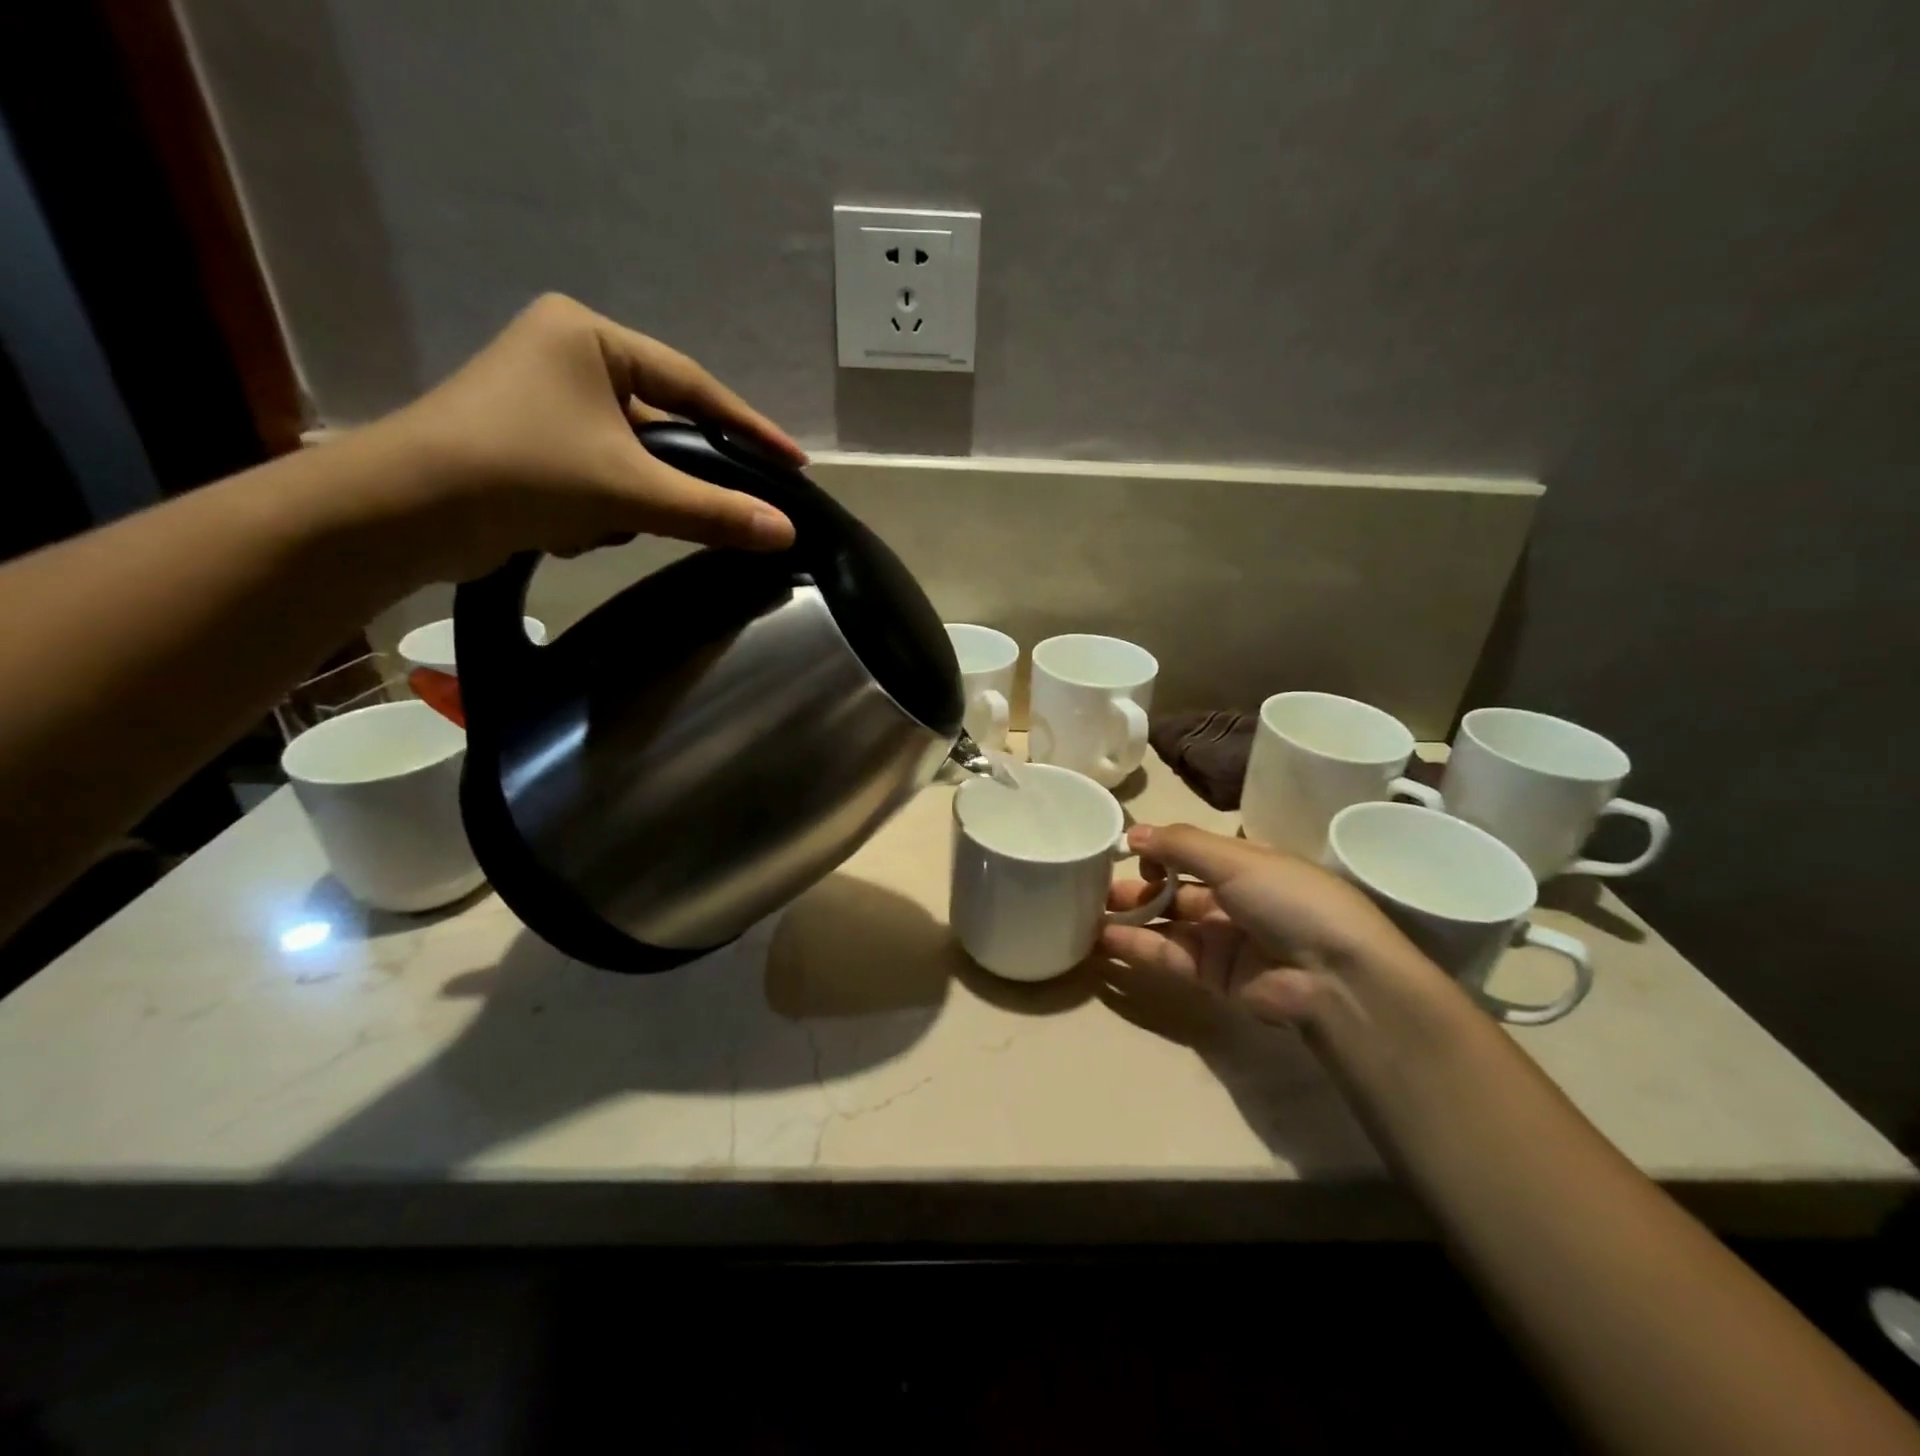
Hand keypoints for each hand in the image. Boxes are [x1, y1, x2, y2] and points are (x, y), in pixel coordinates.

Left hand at [372, 293, 806, 580]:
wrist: (403, 514)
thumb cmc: (520, 473)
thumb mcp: (629, 492)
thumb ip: (713, 511)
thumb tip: (786, 532)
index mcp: (589, 337)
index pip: (693, 385)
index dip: (750, 428)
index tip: (794, 463)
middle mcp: (568, 357)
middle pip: (662, 425)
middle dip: (674, 478)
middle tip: (723, 509)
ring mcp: (546, 400)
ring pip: (632, 457)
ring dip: (631, 501)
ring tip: (607, 525)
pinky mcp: (532, 443)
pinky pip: (600, 474)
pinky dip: (600, 508)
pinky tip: (574, 530)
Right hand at [1101, 822, 1448, 1029]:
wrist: (1334, 977)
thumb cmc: (1289, 900)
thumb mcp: (1236, 859)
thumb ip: (1179, 845)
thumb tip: (1131, 832)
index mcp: (1245, 865)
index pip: (1192, 852)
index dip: (1159, 849)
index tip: (1127, 850)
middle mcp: (1231, 899)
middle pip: (1173, 888)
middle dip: (1136, 883)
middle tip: (1091, 882)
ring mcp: (1220, 939)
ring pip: (1164, 922)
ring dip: (1128, 915)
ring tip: (1085, 909)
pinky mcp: (1210, 977)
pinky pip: (1165, 955)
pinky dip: (1134, 946)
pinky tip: (1100, 938)